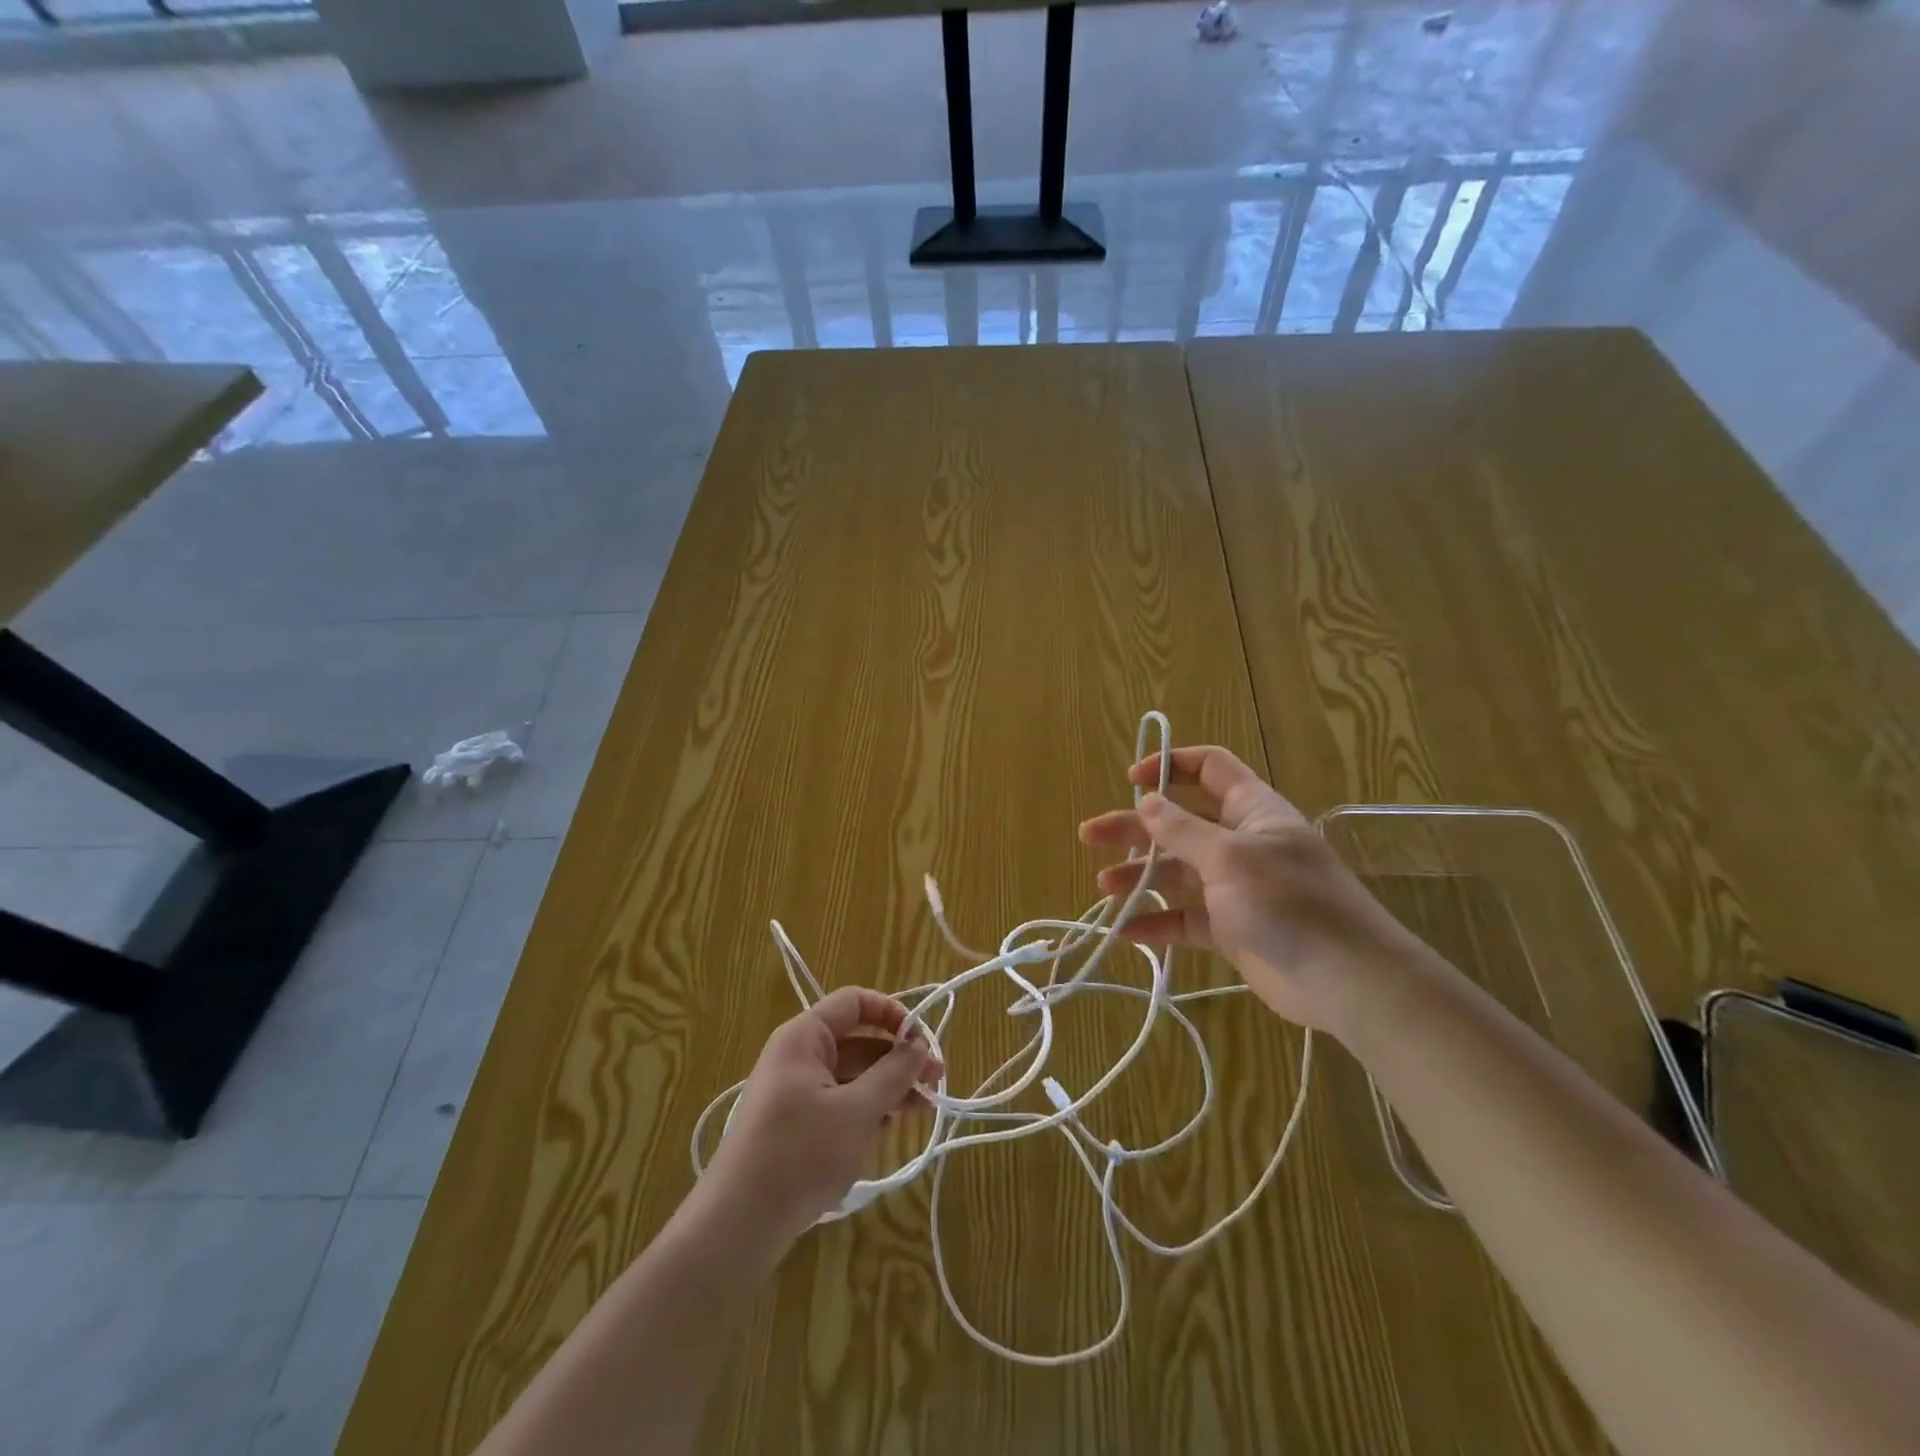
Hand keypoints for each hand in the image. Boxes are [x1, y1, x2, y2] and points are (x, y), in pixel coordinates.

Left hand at [707, 987, 941, 1242]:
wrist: (738, 1225)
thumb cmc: (800, 1154)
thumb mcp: (856, 1111)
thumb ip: (892, 1074)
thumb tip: (919, 1045)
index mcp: (804, 1037)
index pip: (854, 1002)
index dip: (891, 1014)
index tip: (922, 1042)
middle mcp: (798, 1056)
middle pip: (857, 1041)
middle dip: (898, 1058)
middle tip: (936, 1082)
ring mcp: (794, 1092)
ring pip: (851, 1075)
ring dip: (887, 1087)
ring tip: (923, 1110)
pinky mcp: (795, 1125)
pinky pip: (839, 1102)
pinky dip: (866, 1108)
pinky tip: (889, 1128)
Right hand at [1079, 745, 1424, 1036]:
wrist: (1347, 980)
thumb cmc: (1289, 902)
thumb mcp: (1229, 858)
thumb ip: (1182, 830)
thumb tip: (1146, 801)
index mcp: (1251, 810)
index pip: (1210, 769)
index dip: (1170, 765)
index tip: (1131, 779)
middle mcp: (1241, 843)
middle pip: (1179, 823)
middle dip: (1135, 827)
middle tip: (1091, 835)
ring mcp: (1236, 887)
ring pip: (1177, 872)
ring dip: (1139, 876)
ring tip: (1104, 887)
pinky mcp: (1231, 929)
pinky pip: (1186, 919)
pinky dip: (1157, 923)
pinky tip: (1125, 931)